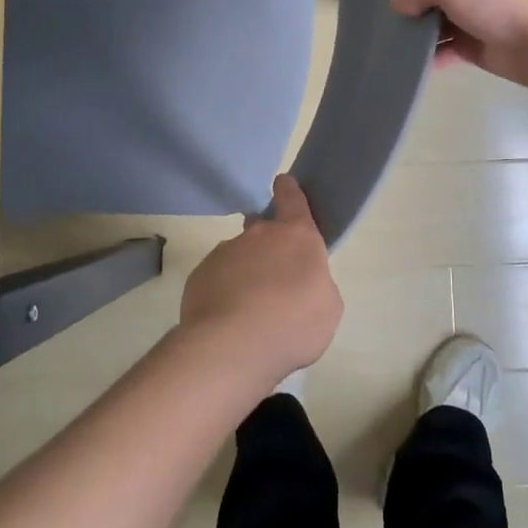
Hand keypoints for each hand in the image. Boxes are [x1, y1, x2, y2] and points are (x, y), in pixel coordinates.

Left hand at [179, 175, 344, 385]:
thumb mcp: (327, 308)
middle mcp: (259, 235)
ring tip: (249, 309)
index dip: (289, 191)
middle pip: (263, 227)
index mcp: (297, 237)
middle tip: (273, 273)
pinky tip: (228, 319)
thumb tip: (301, 283)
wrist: (232, 345)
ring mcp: (226, 252)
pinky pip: (217, 277)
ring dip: (245, 271)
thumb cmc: (293, 324)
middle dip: (267, 242)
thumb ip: (317, 285)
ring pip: (239, 254)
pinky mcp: (200, 274)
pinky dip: (223, 291)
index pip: (293, 200)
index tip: (283, 182)